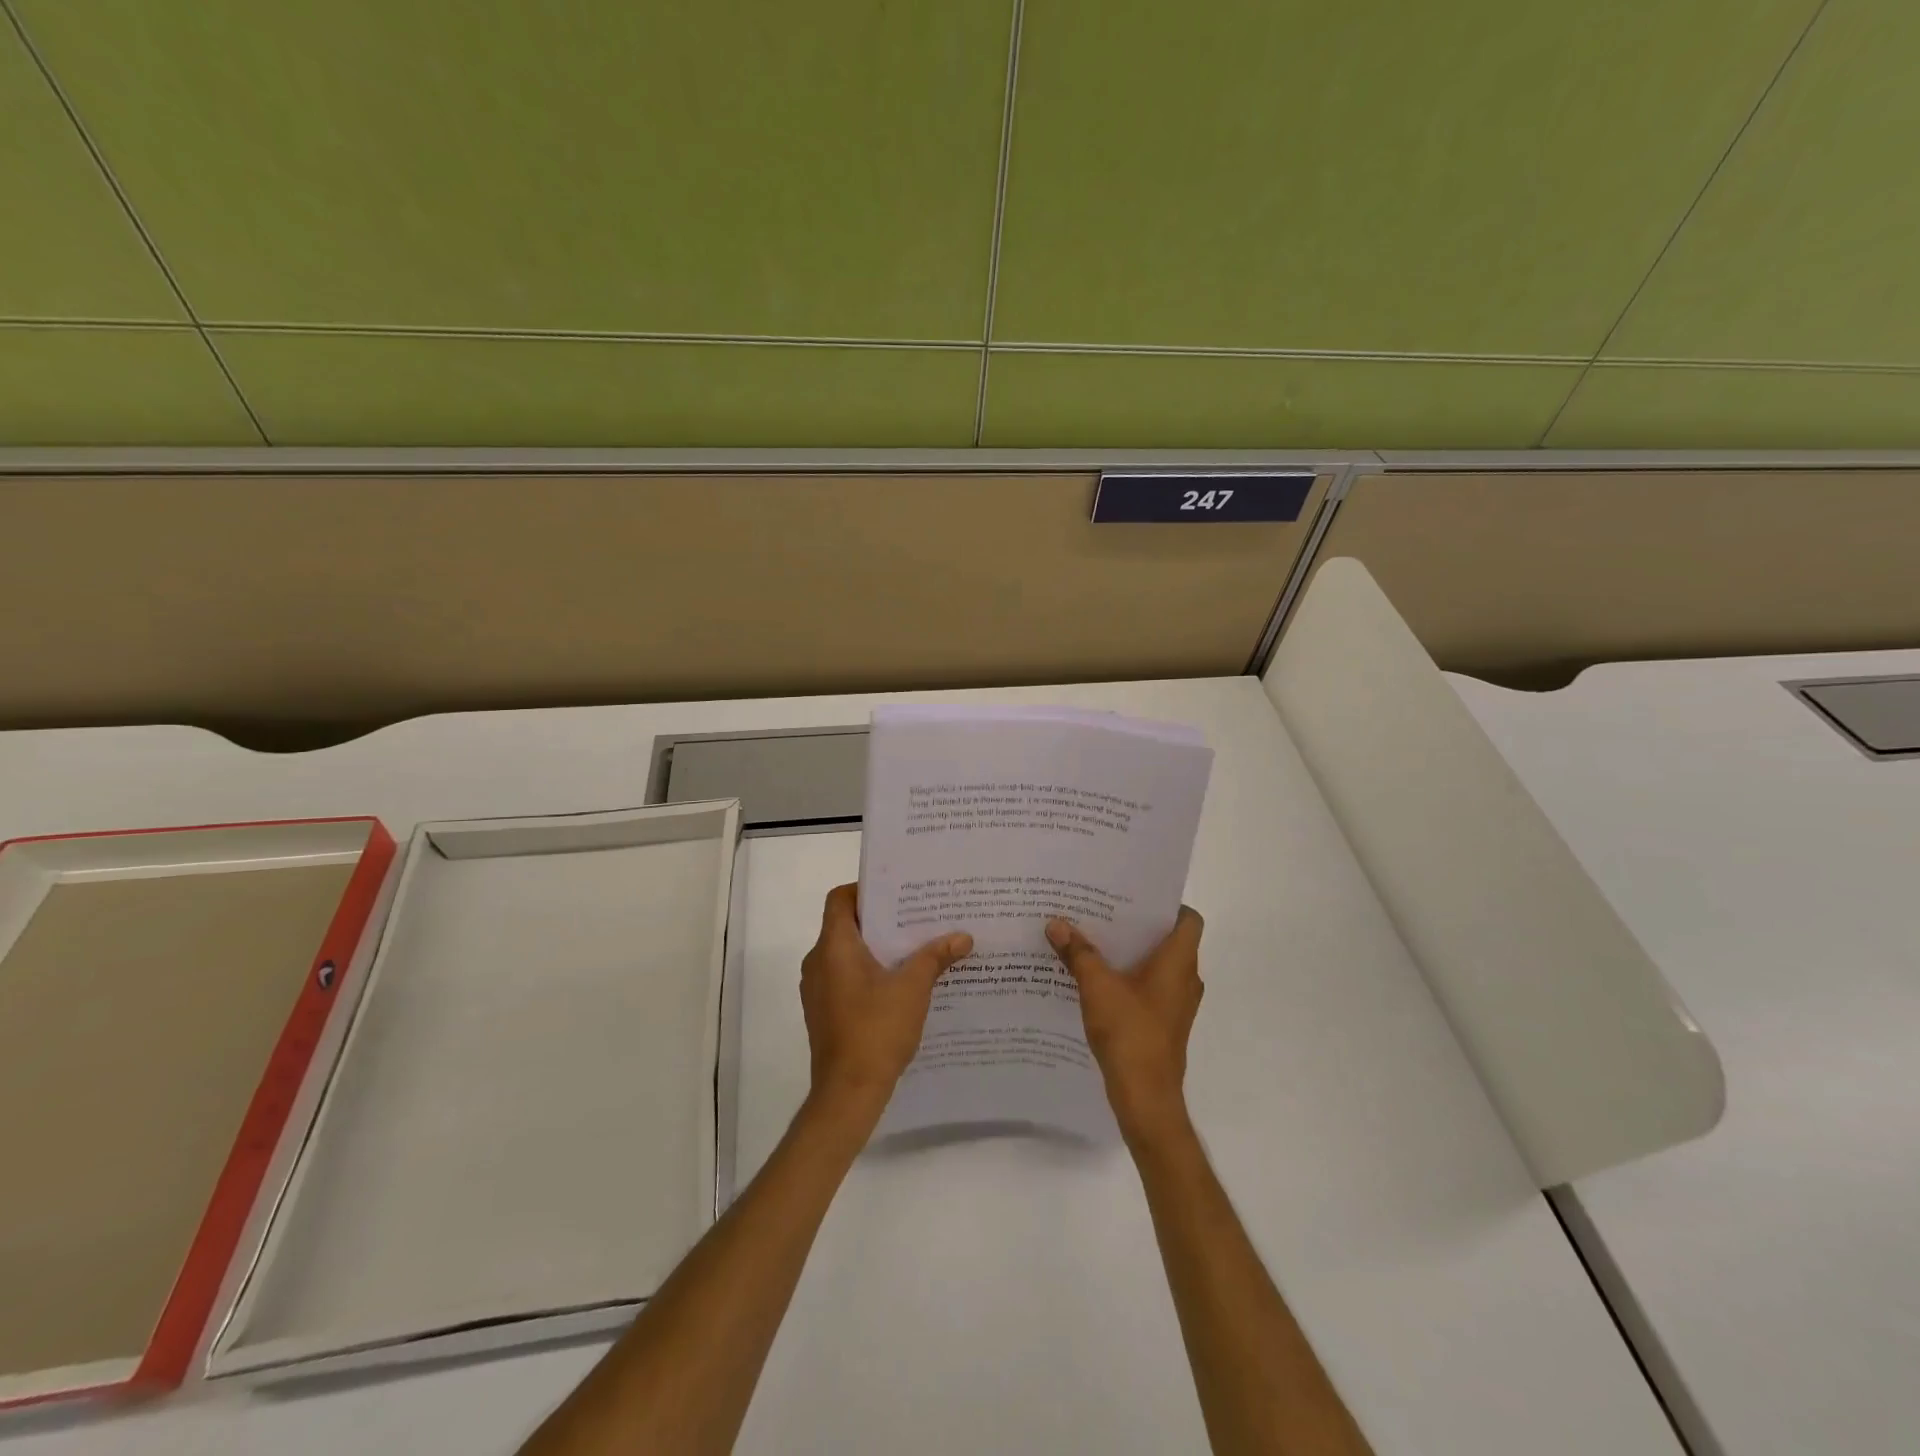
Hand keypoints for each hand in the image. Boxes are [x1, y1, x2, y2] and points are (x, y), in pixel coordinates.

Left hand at [801, 885, 971, 1124]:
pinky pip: (845, 978)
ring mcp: (818, 989)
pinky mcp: (823, 1011)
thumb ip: (935, 957)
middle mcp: (819, 961)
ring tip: (914, 948)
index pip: (840, 899)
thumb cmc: (876, 1030)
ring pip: (846, 954)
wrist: (847, 1093)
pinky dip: (868, 973)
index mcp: (834, 946)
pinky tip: (900, 984)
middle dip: (881, 920)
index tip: (897, 893)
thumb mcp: (913, 988)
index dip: (865, 889)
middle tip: (916, 917)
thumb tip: (963, 936)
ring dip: (877, 949)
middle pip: (846, 925)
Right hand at [1046, 908, 1203, 1145]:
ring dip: (1132, 953)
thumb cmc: (1129, 1032)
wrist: (1145, 1096)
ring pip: (1159, 965)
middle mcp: (1186, 979)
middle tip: (1104, 911)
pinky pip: (1151, 988)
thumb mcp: (1097, 986)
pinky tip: (1098, 978)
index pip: (1189, 919)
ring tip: (1096, 939)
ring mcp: (1177, 1004)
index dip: (1168, 904)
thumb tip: (1056, 923)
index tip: (1136, 896)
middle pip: (1169, 939)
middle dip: (1137, 925)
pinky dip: (1130, 978)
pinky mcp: (1165, 1023)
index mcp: (1179, 962)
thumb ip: (1078, 952)